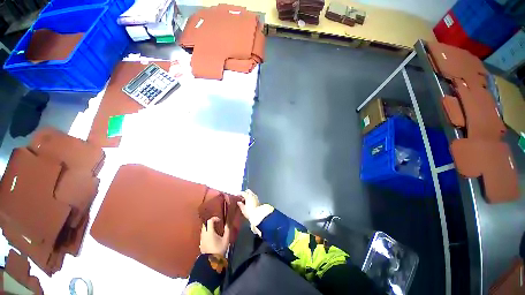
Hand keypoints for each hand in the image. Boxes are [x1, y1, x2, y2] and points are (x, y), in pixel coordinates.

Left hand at [200, 217, 229, 254]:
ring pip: (203, 230)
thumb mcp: (226, 239)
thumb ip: (227, 230)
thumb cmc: (219, 249)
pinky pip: (203, 235)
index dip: (214, 218)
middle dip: (210, 222)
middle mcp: (204, 234)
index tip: (219, 220)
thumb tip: (227, 224)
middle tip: (216, 223)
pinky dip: (207, 233)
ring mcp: (202, 239)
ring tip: (214, 230)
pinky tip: (212, 236)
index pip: (210, 221)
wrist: (211, 262)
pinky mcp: (201, 244)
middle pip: (205, 224)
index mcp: (210, 232)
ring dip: (208, 228)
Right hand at [238, 189, 272, 236]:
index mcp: (248, 196)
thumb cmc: (250, 212)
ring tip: (245, 200)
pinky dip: (251, 197)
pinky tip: (249, 201)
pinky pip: (253, 196)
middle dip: (245, 192)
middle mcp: (252, 195)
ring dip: (248, 195)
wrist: (259, 215)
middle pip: (248, 191)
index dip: (239, 194)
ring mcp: (256, 197)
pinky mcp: (258, 200)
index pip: (243, 192)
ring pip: (251, 193)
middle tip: (241, 197)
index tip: (237, 196)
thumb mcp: (243, 209)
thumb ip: (240, 205)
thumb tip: (238, 202)